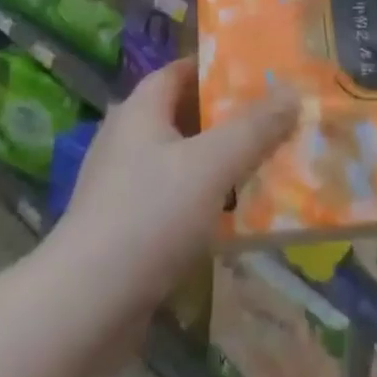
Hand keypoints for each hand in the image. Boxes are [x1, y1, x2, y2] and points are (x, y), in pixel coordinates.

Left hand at [50, 60, 296, 324]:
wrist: (84, 308)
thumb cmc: (149, 216)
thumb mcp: (211, 164)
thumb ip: (254, 128)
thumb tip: (292, 93)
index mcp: (140, 111)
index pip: (180, 71)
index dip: (217, 68)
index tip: (260, 73)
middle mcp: (128, 140)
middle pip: (184, 116)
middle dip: (229, 118)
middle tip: (276, 119)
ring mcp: (123, 187)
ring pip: (183, 162)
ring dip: (221, 163)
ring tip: (268, 165)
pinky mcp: (126, 229)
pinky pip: (175, 201)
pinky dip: (205, 201)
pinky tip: (237, 218)